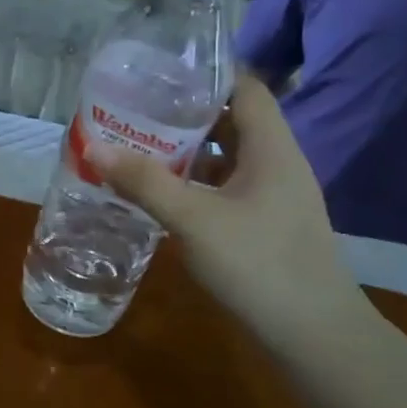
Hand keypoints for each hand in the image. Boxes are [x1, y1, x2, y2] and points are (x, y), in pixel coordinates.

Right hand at [94, 75, 371, 348]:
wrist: (312, 334)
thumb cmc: (258, 264)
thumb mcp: (194, 219)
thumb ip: (145, 182)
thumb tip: (94, 147)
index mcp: (272, 149)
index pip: (247, 88)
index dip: (208, 75)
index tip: (160, 73)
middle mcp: (277, 164)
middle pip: (233, 122)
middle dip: (185, 115)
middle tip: (136, 112)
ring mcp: (273, 197)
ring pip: (227, 159)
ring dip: (188, 153)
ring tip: (139, 148)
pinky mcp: (265, 225)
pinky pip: (226, 189)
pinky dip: (195, 185)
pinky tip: (162, 195)